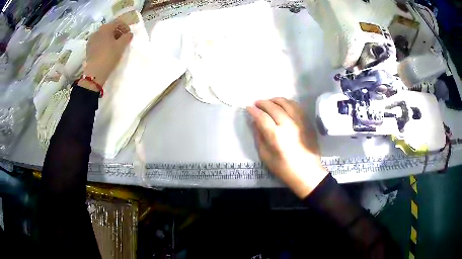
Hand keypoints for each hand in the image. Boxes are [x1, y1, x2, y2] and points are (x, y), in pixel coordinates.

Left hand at [81, 19, 132, 90]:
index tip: (129, 34)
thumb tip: (129, 34)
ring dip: (110, 38)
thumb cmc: (109, 56)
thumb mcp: (121, 46)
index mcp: (105, 28)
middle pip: (110, 28)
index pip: (118, 22)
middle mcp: (97, 31)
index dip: (125, 27)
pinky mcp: (88, 49)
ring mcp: (91, 40)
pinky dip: (104, 43)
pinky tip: (107, 51)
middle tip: (122, 40)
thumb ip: (127, 37)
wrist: (94, 73)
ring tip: (114, 46)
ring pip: (103, 35)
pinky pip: (98, 42)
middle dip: (117, 32)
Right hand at [247, 98, 327, 198]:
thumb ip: (259, 137)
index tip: (248, 108)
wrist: (307, 173)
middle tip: (256, 103)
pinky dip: (288, 103)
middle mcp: (288, 125)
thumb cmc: (284, 168)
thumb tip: (255, 122)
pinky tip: (283, 105)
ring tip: (269, 102)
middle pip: (273, 107)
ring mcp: (300, 122)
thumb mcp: (265, 156)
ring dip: (275, 100)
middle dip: (263, 103)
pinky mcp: (307, 122)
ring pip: (286, 103)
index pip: (262, 117)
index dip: (253, 111)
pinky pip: (297, 106)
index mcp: (276, 136)